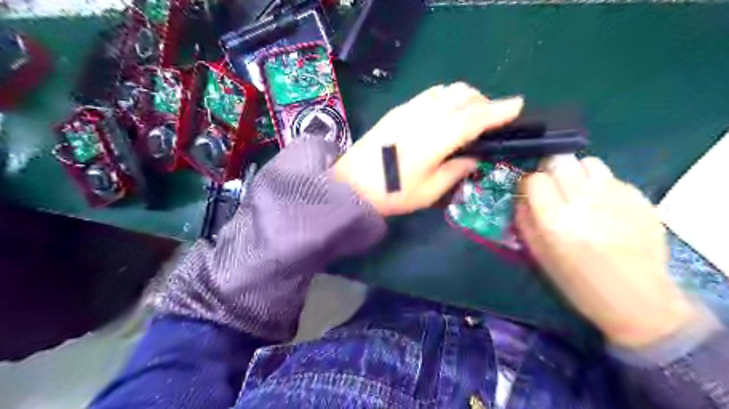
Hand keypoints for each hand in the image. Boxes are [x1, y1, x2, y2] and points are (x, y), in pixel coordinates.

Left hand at [336, 83, 523, 216]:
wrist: (351, 184)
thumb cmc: (391, 193)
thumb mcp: (428, 192)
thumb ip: (455, 171)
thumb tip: (473, 158)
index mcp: (435, 140)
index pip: (474, 118)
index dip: (498, 111)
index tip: (518, 105)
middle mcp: (424, 117)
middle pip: (463, 97)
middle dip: (483, 103)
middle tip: (490, 122)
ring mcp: (409, 109)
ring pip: (446, 90)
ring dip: (465, 97)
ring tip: (468, 116)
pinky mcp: (398, 110)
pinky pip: (430, 93)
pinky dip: (446, 96)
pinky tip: (445, 112)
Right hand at [514, 155, 696, 347]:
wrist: (637, 299)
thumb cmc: (578, 282)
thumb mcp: (539, 255)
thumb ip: (525, 220)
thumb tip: (521, 195)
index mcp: (556, 222)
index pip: (535, 179)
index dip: (528, 182)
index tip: (530, 191)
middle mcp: (584, 203)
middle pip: (560, 161)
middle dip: (551, 170)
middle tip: (553, 186)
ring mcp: (616, 198)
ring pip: (588, 162)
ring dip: (577, 172)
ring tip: (578, 191)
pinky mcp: (640, 198)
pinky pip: (612, 177)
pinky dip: (601, 185)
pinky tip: (604, 206)